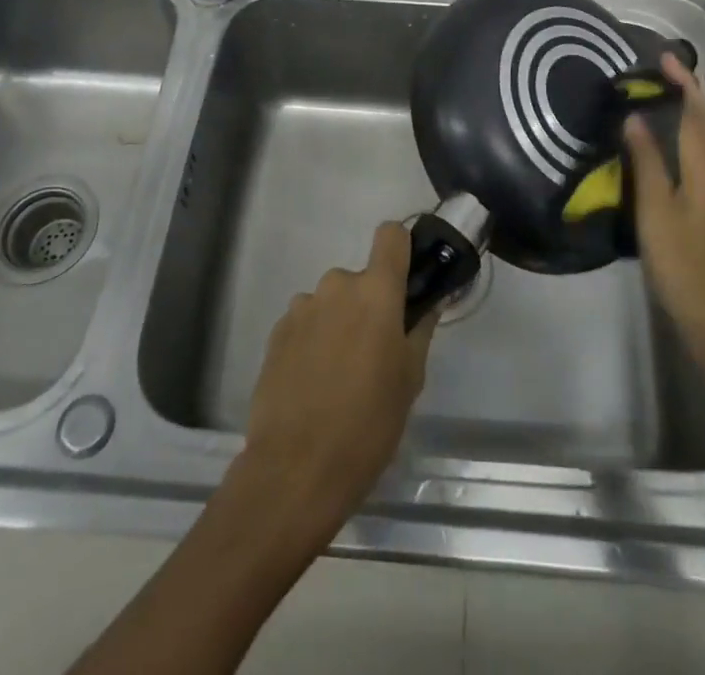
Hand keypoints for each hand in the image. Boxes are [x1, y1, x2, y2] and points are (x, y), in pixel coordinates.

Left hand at [229, 221, 437, 549]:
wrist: (295, 469)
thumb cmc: (368, 424)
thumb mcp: (409, 380)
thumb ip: (420, 330)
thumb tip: (428, 304)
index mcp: (376, 291)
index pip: (390, 235)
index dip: (400, 249)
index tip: (406, 280)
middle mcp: (336, 286)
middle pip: (360, 279)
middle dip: (369, 305)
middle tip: (374, 352)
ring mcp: (302, 306)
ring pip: (331, 302)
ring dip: (338, 323)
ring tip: (339, 375)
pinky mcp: (276, 331)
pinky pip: (306, 322)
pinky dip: (313, 340)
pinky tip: (313, 383)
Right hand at [627, 52, 704, 363]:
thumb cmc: (685, 266)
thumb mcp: (657, 212)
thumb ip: (648, 162)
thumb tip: (636, 118)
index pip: (699, 113)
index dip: (684, 82)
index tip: (663, 56)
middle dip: (690, 92)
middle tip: (660, 72)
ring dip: (692, 114)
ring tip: (663, 99)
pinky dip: (692, 139)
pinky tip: (673, 148)